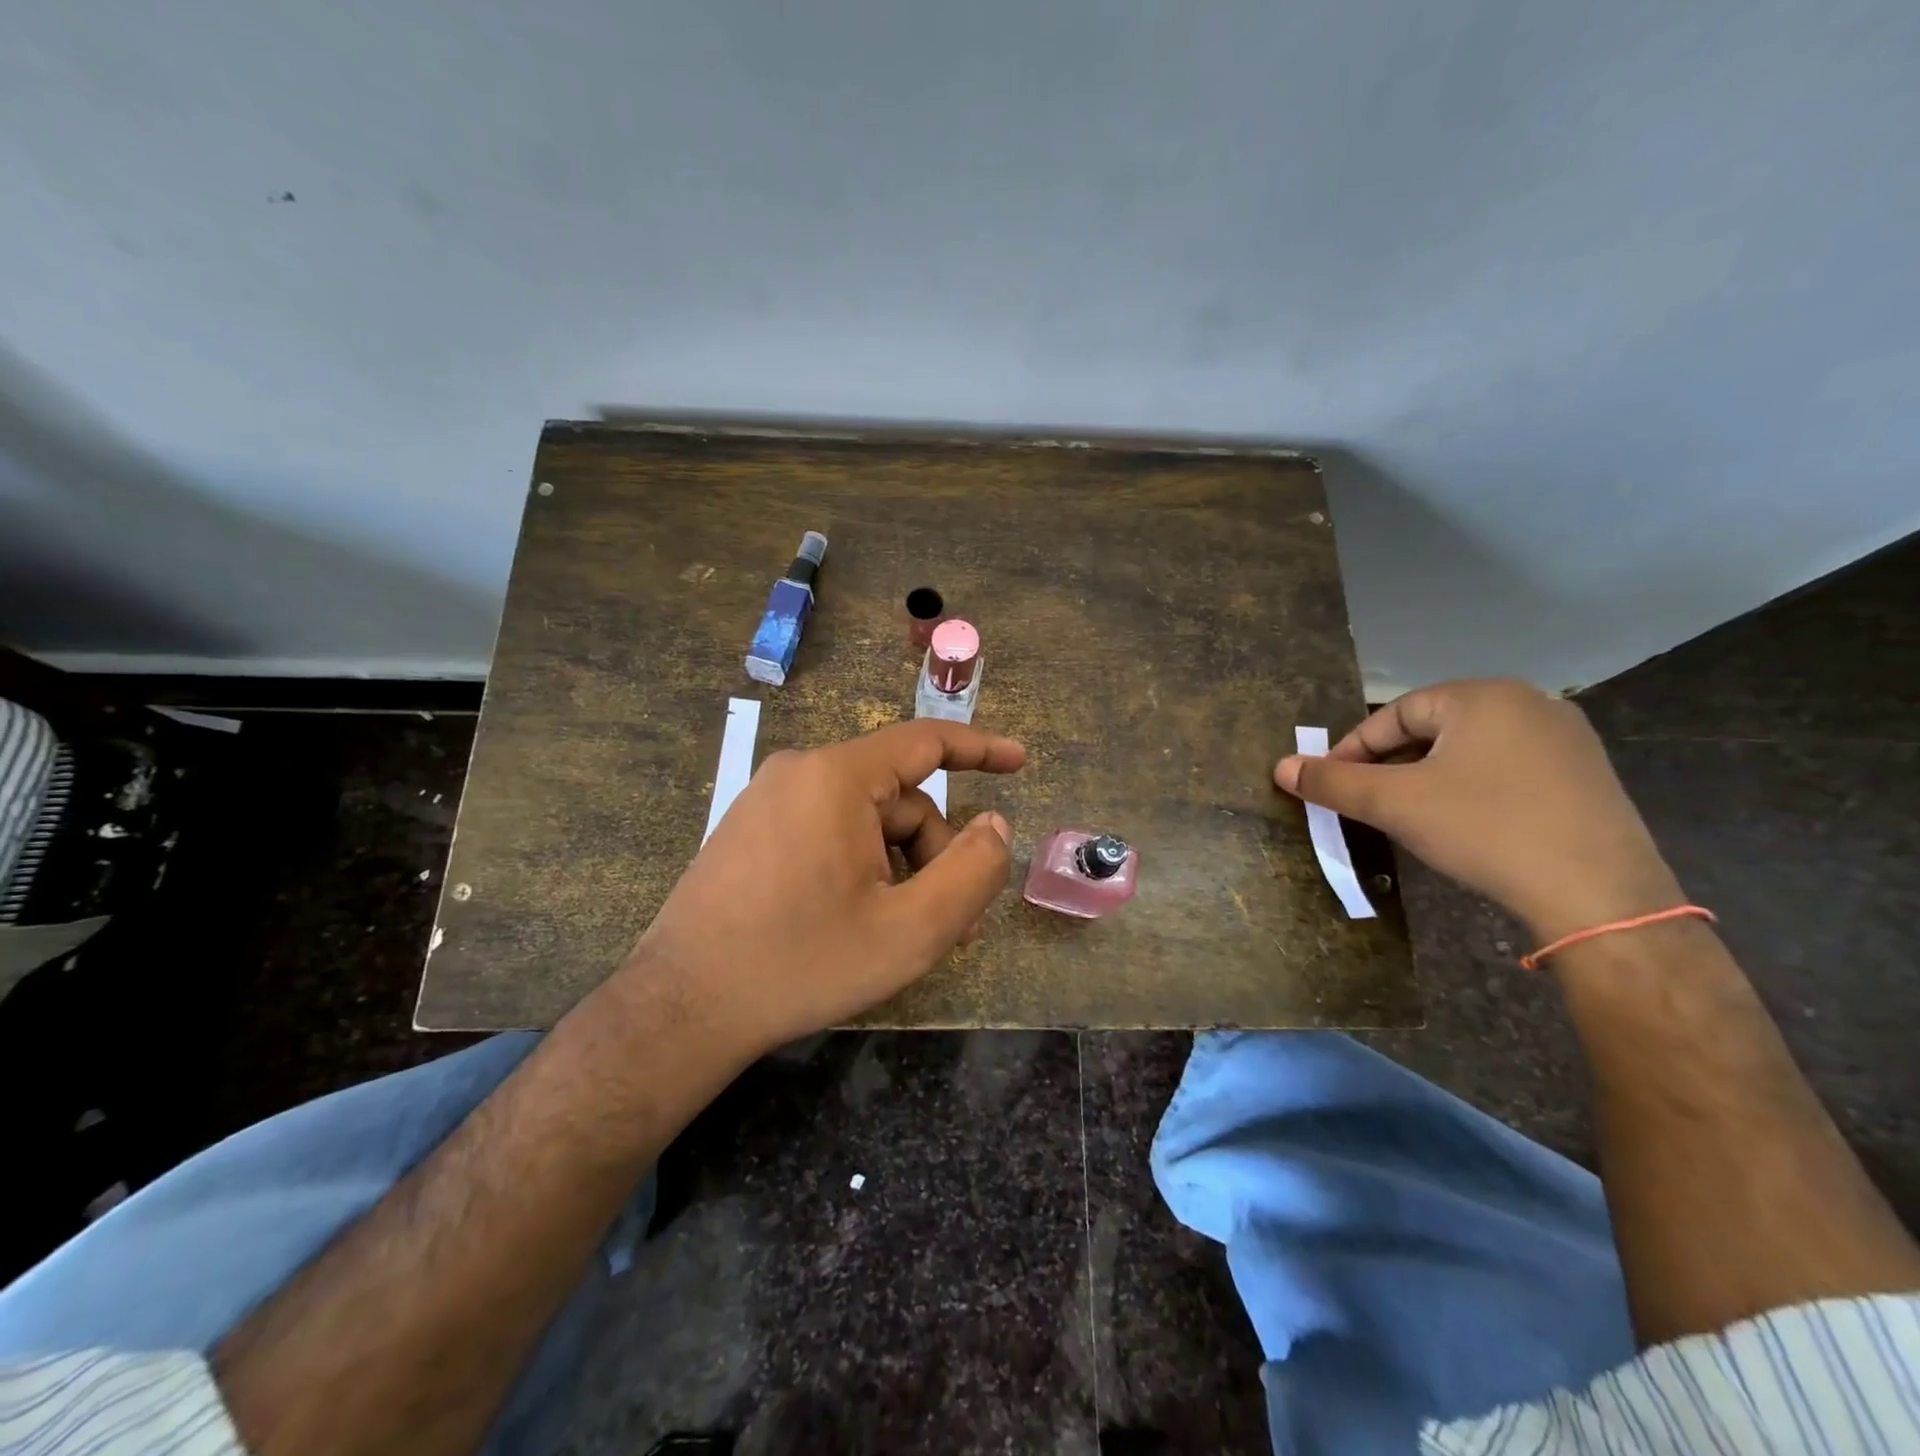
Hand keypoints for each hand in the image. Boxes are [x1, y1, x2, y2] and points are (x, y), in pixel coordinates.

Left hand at [624, 719, 1023, 1054]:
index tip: (1020, 761)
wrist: (683, 1007)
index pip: (924, 741)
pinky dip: (860, 866)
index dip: (980, 748)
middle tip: (949, 925)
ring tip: (900, 932)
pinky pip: (827, 831)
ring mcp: (767, 800)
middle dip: (931, 854)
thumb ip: (971, 871)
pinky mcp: (750, 830)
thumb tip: (994, 824)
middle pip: (897, 797)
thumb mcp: (910, 929)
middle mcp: (799, 772)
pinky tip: (855, 920)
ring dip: (897, 868)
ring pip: (864, 820)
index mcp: (837, 778)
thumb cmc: (802, 963)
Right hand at [1274, 679, 1684, 943]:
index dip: (1353, 748)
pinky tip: (1464, 824)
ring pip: (1469, 750)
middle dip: (1390, 764)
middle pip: (1432, 728)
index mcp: (1483, 696)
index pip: (1394, 714)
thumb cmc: (1485, 830)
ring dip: (1427, 777)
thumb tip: (1281, 766)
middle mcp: (1530, 704)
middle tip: (1366, 801)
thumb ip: (1333, 781)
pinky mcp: (1587, 777)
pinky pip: (1507, 769)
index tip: (1331, 783)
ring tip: (1407, 814)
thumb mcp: (1395, 804)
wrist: (1600, 897)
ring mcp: (1567, 740)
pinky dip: (1471, 789)